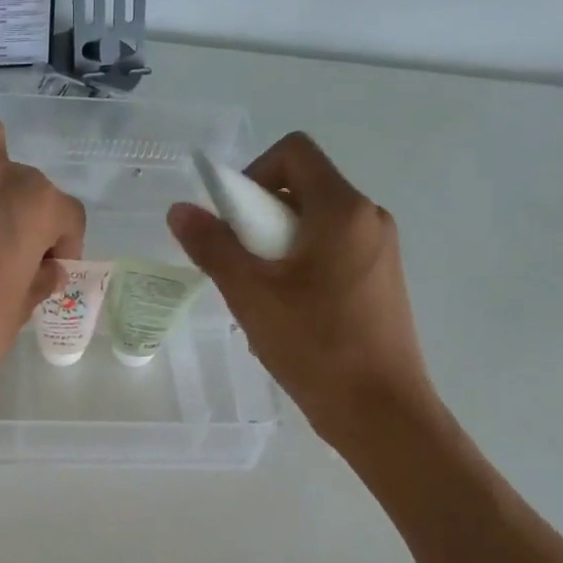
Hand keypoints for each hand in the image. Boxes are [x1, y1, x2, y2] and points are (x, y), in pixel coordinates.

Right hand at [168, 132, 440, 443]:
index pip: (294, 151)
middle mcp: (369, 219)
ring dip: (277, 251)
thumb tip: (180, 210)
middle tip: (240, 269)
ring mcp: (380, 252)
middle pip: (303, 190)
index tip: (232, 221)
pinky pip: (332, 256)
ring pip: (315, 228)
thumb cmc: (316, 346)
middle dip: (260, 221)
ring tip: (261, 301)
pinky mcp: (381, 283)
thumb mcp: (251, 295)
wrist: (380, 411)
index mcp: (343, 209)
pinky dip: (301, 270)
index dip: (253, 173)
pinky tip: (288, 318)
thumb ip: (214, 247)